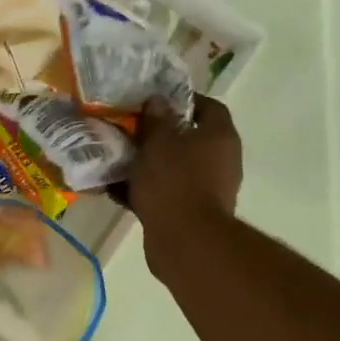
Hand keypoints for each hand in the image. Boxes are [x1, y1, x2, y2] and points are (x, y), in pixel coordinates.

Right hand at [126, 96, 243, 275]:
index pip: (209, 107)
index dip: (184, 101)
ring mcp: (209, 189)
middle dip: (160, 136)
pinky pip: (167, 193)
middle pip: (190, 139)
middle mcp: (222, 160)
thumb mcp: (158, 142)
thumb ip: (156, 119)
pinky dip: (146, 190)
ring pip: (175, 168)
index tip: (156, 102)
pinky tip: (117, 191)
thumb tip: (157, 100)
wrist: (185, 240)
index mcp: (219, 136)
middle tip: (131, 131)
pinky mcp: (192, 213)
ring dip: (150, 165)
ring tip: (119, 161)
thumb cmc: (174, 182)